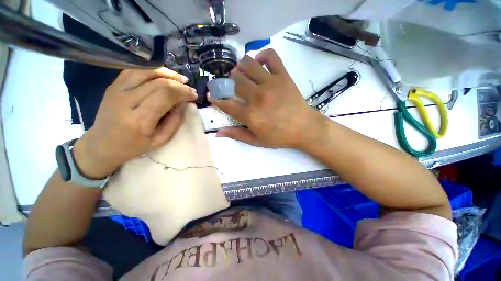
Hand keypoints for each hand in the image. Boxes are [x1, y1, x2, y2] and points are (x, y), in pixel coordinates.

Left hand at [72, 68, 196, 178]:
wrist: (102, 144)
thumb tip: (184, 104)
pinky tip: (162, 76)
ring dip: (167, 73)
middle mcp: (126, 101)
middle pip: (158, 82)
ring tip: (179, 79)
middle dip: (179, 84)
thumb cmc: (134, 146)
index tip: (194, 95)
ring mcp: (117, 90)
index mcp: (140, 119)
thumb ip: (175, 122)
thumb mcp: (161, 140)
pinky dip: (152, 70)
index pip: (165, 95)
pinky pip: (135, 71)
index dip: (183, 92)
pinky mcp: (113, 86)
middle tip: (190, 89)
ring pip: (146, 72)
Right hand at [209, 49, 325, 148]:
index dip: (216, 99)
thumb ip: (237, 135)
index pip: (226, 104)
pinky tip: (259, 62)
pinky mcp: (283, 76)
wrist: (304, 128)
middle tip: (231, 86)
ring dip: (240, 67)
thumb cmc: (280, 136)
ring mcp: (270, 84)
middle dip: (228, 82)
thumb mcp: (257, 141)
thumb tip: (217, 132)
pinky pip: (270, 56)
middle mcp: (257, 97)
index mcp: (251, 115)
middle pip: (235, 81)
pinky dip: (262, 55)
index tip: (213, 96)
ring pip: (248, 64)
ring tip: (242, 73)